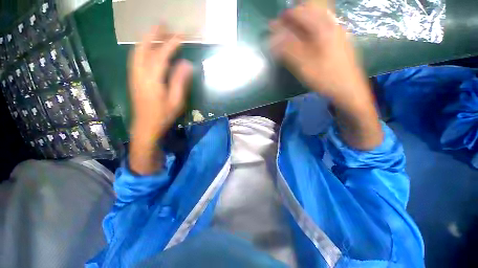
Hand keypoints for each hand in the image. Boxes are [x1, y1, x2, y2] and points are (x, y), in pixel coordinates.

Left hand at [128, 26, 192, 174]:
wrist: (145, 127)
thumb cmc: (163, 116)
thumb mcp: (176, 101)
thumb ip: (180, 81)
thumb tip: (187, 64)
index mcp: (153, 80)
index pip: (162, 56)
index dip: (172, 44)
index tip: (182, 36)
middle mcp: (140, 74)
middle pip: (143, 48)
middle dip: (153, 34)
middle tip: (164, 25)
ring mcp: (134, 75)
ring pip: (137, 52)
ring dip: (146, 40)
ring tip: (157, 33)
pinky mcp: (133, 79)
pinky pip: (136, 58)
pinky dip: (142, 49)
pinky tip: (149, 49)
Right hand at [270, 3, 382, 148]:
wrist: (349, 89)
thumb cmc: (326, 78)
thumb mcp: (304, 65)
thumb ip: (288, 49)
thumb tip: (273, 38)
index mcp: (323, 27)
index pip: (300, 12)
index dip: (285, 17)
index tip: (274, 26)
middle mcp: (331, 23)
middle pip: (310, 9)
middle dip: (294, 16)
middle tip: (283, 29)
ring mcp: (337, 30)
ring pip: (317, 16)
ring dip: (302, 21)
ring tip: (292, 34)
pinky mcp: (338, 39)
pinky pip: (322, 25)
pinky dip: (310, 28)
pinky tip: (306, 40)